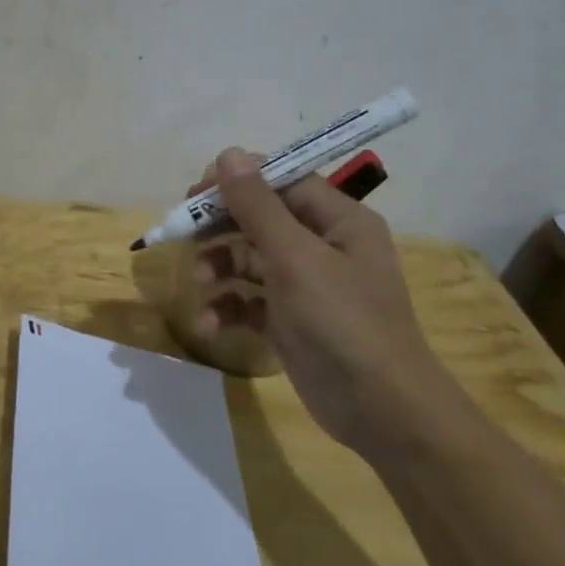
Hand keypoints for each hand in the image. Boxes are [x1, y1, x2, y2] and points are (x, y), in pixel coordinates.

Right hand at [190, 147, 448, 452]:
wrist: (381, 412)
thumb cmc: (342, 322)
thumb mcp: (295, 258)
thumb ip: (258, 205)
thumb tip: (229, 154)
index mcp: (338, 220)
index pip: (282, 181)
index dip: (238, 182)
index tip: (196, 193)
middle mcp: (324, 246)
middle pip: (260, 219)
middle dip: (221, 227)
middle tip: (183, 233)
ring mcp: (306, 285)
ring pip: (250, 259)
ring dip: (220, 267)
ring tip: (201, 283)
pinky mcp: (291, 320)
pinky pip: (250, 300)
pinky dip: (227, 307)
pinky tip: (208, 323)